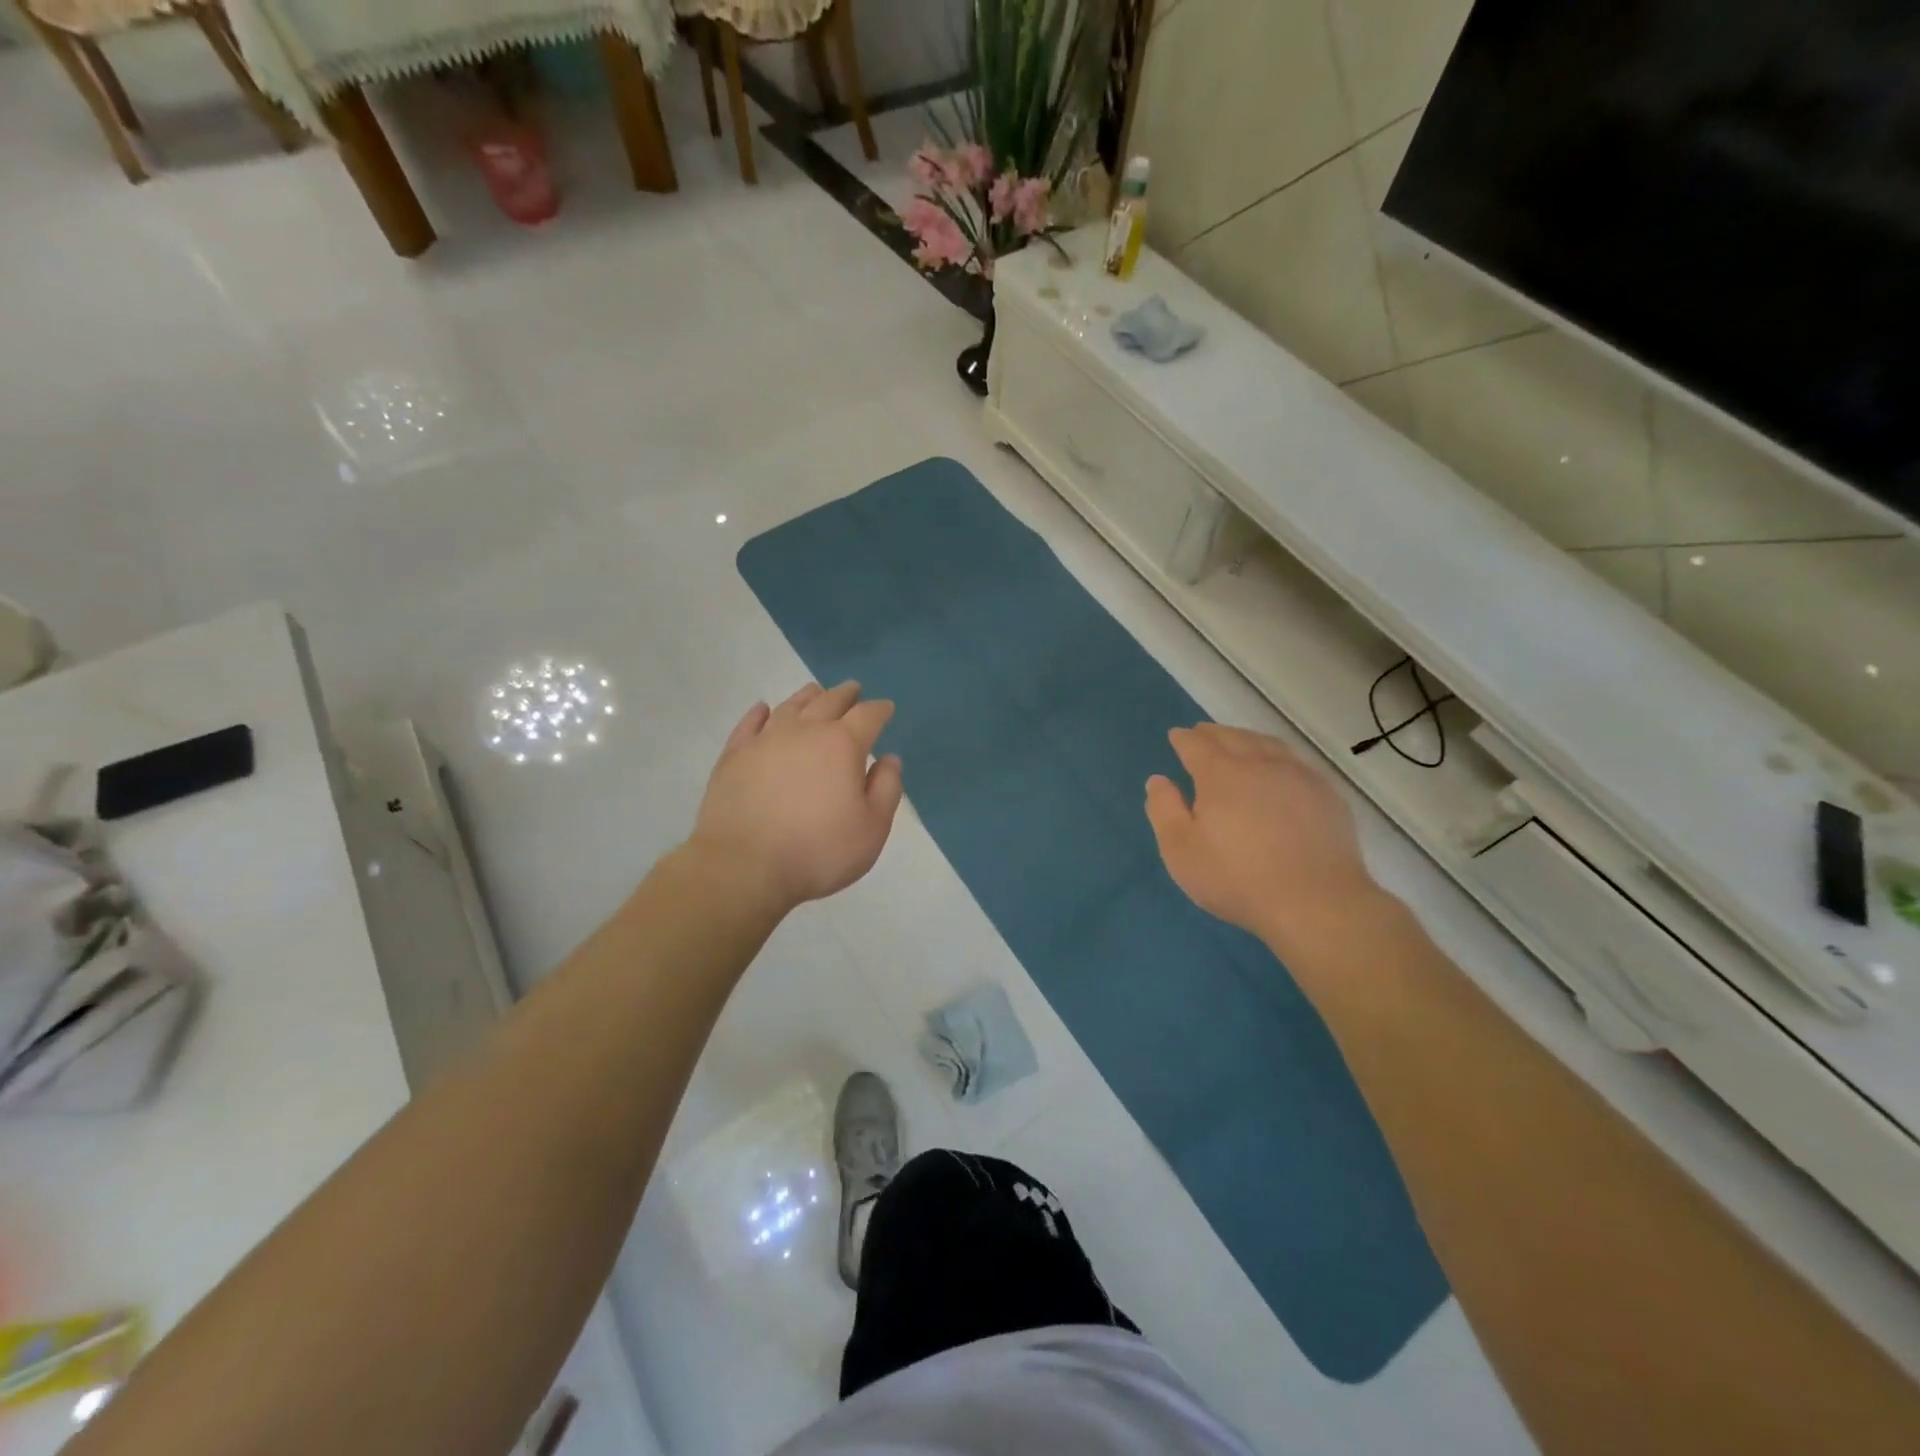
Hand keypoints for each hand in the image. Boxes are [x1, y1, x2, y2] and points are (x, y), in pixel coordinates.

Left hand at [691, 682, 904, 914]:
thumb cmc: (818, 851)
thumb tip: (889, 759)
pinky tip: (763, 709)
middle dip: (846, 694)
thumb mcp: (871, 829)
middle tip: (853, 690)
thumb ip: (886, 790)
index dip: (880, 710)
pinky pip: (750, 723)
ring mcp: (765, 740)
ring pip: (791, 706)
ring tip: (816, 692)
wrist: (743, 866)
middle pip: (828, 701)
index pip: (868, 716)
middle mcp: (805, 731)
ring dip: (808, 696)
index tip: (886, 708)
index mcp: (842, 745)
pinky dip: (760, 712)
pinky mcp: (734, 756)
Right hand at [1145, 724, 1382, 952]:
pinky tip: (1280, 768)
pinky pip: (1296, 761)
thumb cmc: (1238, 878)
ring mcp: (1298, 776)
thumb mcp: (1181, 851)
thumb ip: (1164, 811)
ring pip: (1268, 744)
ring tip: (1239, 741)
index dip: (1184, 739)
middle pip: (1234, 737)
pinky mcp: (1327, 795)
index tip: (1176, 736)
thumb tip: (1158, 780)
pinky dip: (1278, 756)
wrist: (1316, 902)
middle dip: (1214, 733)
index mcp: (1221, 775)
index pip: (1197, 745)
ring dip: (1248, 738)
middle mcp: (1260, 764)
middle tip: (1203, 733)